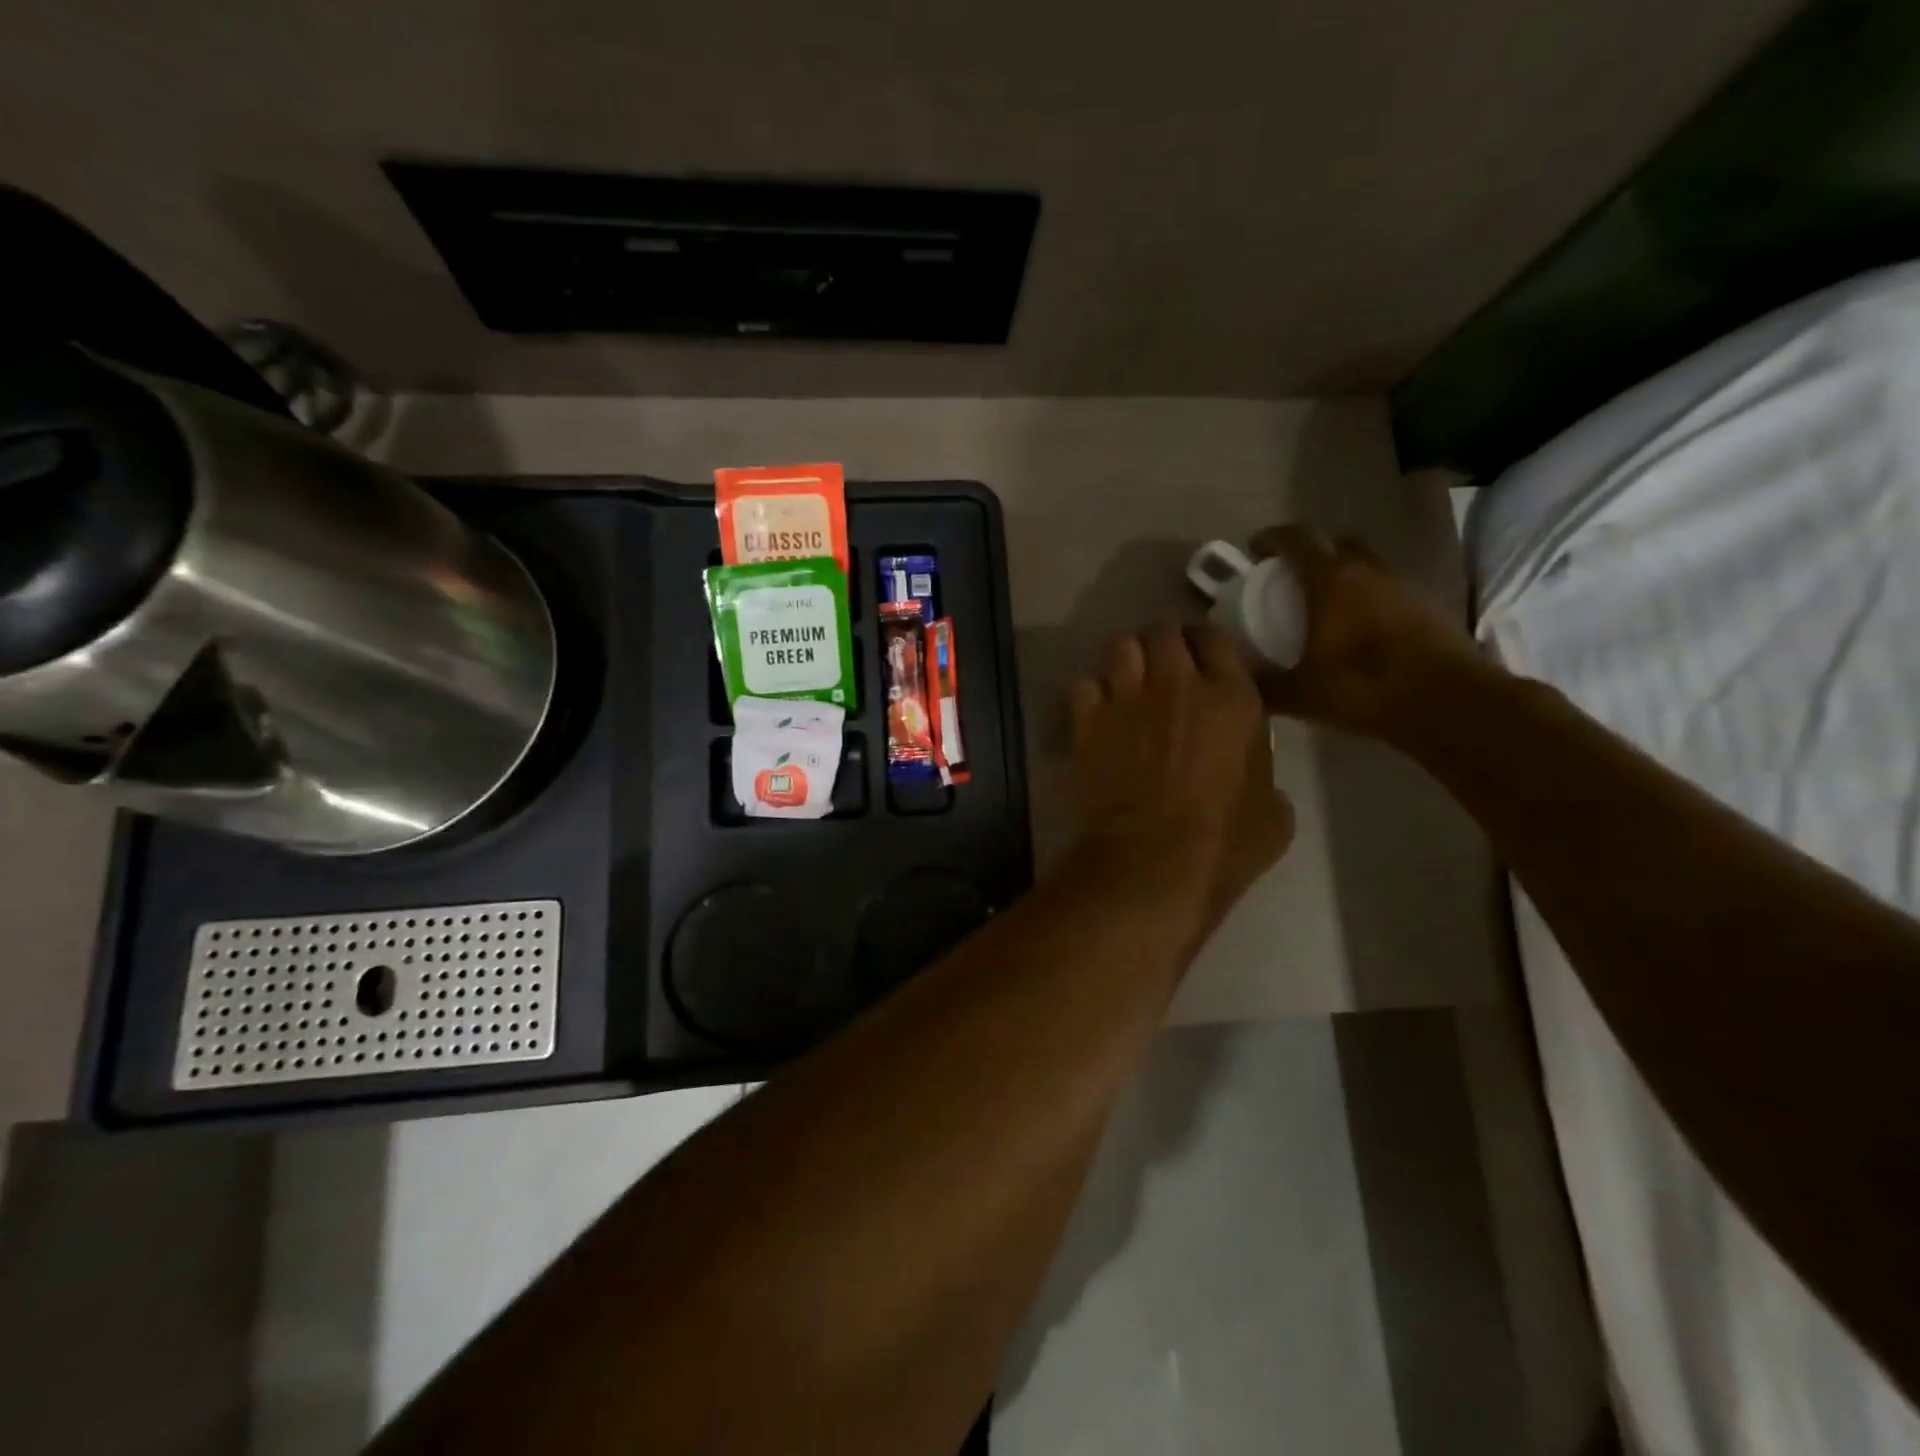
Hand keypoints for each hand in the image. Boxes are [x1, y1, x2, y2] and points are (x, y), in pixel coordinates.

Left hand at [1067, 622, 1295, 933]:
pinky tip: (1098, 712)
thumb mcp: (1273, 813)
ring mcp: (1127, 698)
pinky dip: (1091, 693)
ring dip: (1127, 659)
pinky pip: (1084, 684)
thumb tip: (1253, 771)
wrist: (1151, 862)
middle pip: (1164, 630)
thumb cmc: (1223, 844)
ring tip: (1129, 682)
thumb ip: (1264, 774)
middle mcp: (1178, 684)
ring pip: (1120, 645)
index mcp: (1232, 698)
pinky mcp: (1088, 721)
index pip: (1215, 637)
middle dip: (1164, 643)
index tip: (1202, 660)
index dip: (1206, 644)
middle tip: (1164, 668)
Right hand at [1250, 525, 1492, 743]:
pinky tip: (1363, 625)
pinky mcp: (1430, 605)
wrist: (1449, 701)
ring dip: (1344, 572)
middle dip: (1310, 552)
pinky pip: (1390, 587)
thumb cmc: (1364, 688)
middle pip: (1336, 543)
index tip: (1255, 547)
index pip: (1297, 539)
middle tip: (1291, 575)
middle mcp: (1368, 571)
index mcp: (1331, 581)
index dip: (1272, 538)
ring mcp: (1404, 585)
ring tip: (1327, 601)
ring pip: (1367, 563)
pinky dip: (1371, 595)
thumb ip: (1264, 685)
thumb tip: (1238, 681)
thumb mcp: (1300, 694)